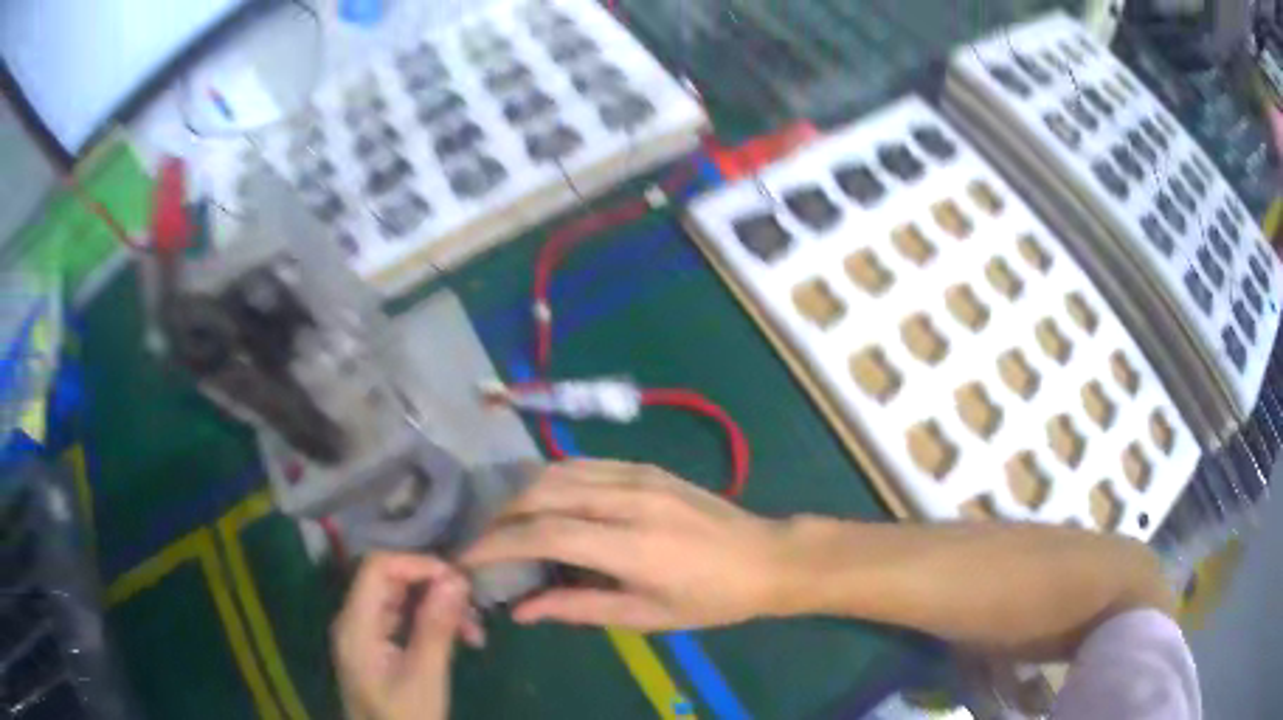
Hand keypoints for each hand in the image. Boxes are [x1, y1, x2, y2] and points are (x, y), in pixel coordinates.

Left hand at [332, 553, 482, 719]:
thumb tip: (456, 578)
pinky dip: (431, 622)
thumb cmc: (405, 718)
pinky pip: (404, 618)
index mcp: (356, 624)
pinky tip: (460, 638)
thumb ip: (436, 627)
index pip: (378, 567)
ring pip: (401, 598)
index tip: (458, 581)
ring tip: (474, 630)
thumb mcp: (425, 677)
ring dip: (438, 606)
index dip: (417, 564)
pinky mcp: (377, 646)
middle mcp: (355, 620)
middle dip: (433, 587)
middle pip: (389, 580)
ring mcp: (365, 633)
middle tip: (474, 610)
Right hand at [461, 460, 796, 630]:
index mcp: (633, 543)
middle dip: (500, 513)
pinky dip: (551, 480)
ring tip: (504, 522)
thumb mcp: (646, 616)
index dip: (498, 543)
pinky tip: (543, 503)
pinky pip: (583, 465)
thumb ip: (579, 608)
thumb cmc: (710, 599)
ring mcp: (638, 474)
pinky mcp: (646, 466)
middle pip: (542, 490)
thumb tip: (521, 610)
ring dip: (521, 492)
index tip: (467, 557)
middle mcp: (629, 497)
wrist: (766, 557)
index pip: (545, 534)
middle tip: (480, 539)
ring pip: (558, 469)